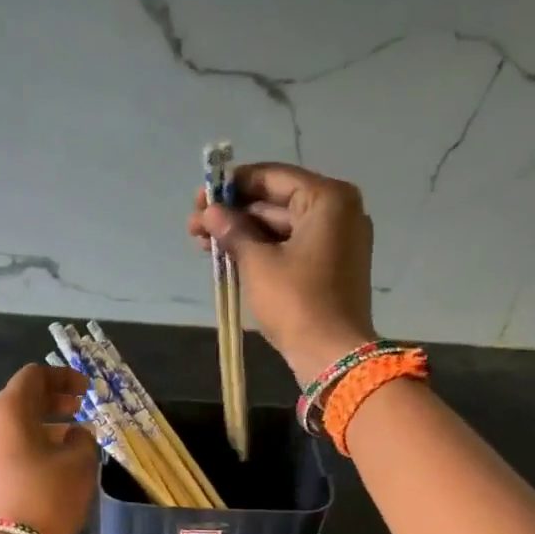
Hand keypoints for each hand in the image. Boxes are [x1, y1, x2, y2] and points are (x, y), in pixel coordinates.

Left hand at [0, 363, 97, 533]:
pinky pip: (6, 449)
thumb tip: (76, 433)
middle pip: (20, 400)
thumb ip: (83, 439)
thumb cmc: (45, 497)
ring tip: (73, 440)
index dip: (63, 377)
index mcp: (6, 409)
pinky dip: (30, 446)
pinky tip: (52, 464)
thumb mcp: (79, 464)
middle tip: (80, 409)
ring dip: (43, 427)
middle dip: (53, 402)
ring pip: (13, 427)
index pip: (34, 376)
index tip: (87, 390)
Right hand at [189, 162, 376, 384]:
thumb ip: (232, 231)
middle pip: (277, 202)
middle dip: (235, 215)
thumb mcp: (258, 263)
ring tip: (205, 247)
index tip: (199, 200)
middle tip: (195, 229)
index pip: (272, 177)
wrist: (333, 356)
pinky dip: (264, 251)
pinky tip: (232, 259)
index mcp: (327, 199)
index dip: (232, 186)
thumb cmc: (296, 302)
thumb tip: (210, 213)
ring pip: (282, 228)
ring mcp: (338, 241)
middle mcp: (339, 212)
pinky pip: (293, 248)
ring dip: (244, 235)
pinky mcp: (332, 267)